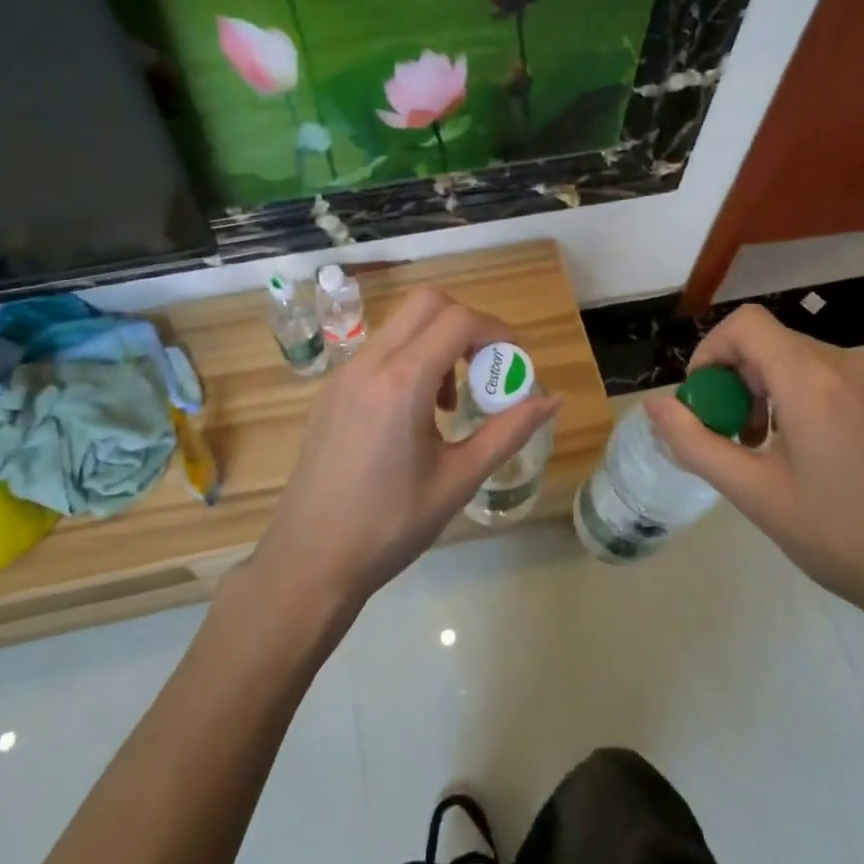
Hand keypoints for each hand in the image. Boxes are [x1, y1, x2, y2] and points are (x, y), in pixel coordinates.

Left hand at [252, 287, 561, 613]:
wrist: (310, 560)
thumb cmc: (391, 526)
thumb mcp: (459, 479)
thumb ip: (508, 432)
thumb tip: (553, 399)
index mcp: (402, 382)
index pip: (458, 320)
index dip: (497, 331)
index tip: (515, 363)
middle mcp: (369, 364)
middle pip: (427, 303)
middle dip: (466, 324)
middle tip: (484, 369)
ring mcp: (343, 374)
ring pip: (400, 324)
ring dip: (435, 342)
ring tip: (447, 402)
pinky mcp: (330, 390)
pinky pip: (378, 350)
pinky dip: (407, 358)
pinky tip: (412, 415)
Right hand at [643, 305, 863, 665]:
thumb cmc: (846, 540)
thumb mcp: (757, 496)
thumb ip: (696, 444)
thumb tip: (656, 406)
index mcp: (812, 382)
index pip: (747, 324)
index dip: (714, 351)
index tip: (710, 399)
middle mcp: (858, 367)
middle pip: (782, 347)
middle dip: (748, 382)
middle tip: (746, 439)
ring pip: (823, 367)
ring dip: (791, 395)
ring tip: (796, 456)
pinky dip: (837, 406)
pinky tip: (850, 464)